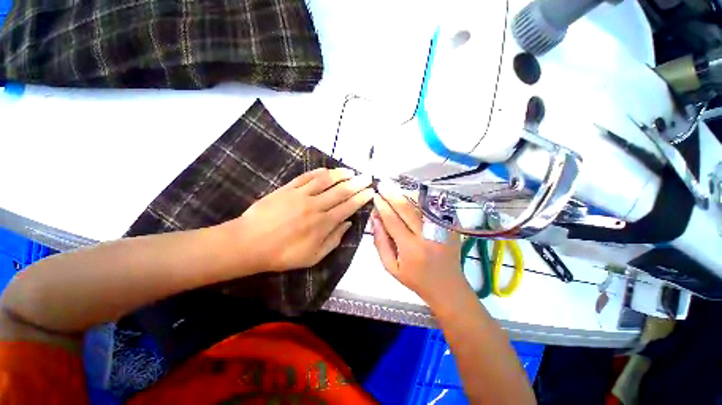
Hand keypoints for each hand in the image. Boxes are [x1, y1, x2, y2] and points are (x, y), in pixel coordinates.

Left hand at [222, 168, 373, 271]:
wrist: (249, 243)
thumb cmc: (283, 254)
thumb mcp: (313, 257)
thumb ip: (334, 240)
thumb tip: (348, 223)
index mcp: (323, 223)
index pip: (348, 207)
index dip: (361, 198)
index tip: (371, 191)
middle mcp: (316, 206)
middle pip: (341, 191)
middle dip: (357, 183)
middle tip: (368, 177)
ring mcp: (301, 195)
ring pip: (326, 180)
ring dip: (341, 174)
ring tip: (352, 171)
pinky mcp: (288, 189)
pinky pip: (306, 177)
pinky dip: (319, 172)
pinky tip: (327, 170)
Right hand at [371, 183, 466, 305]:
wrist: (447, 287)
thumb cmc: (415, 280)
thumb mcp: (391, 268)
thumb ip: (381, 243)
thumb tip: (375, 219)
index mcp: (411, 249)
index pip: (393, 221)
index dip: (382, 207)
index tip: (375, 196)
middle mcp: (427, 236)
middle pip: (407, 209)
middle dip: (393, 194)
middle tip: (382, 184)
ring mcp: (442, 230)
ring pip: (421, 205)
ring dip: (406, 194)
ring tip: (394, 187)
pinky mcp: (450, 227)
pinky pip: (433, 207)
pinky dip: (420, 199)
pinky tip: (410, 195)